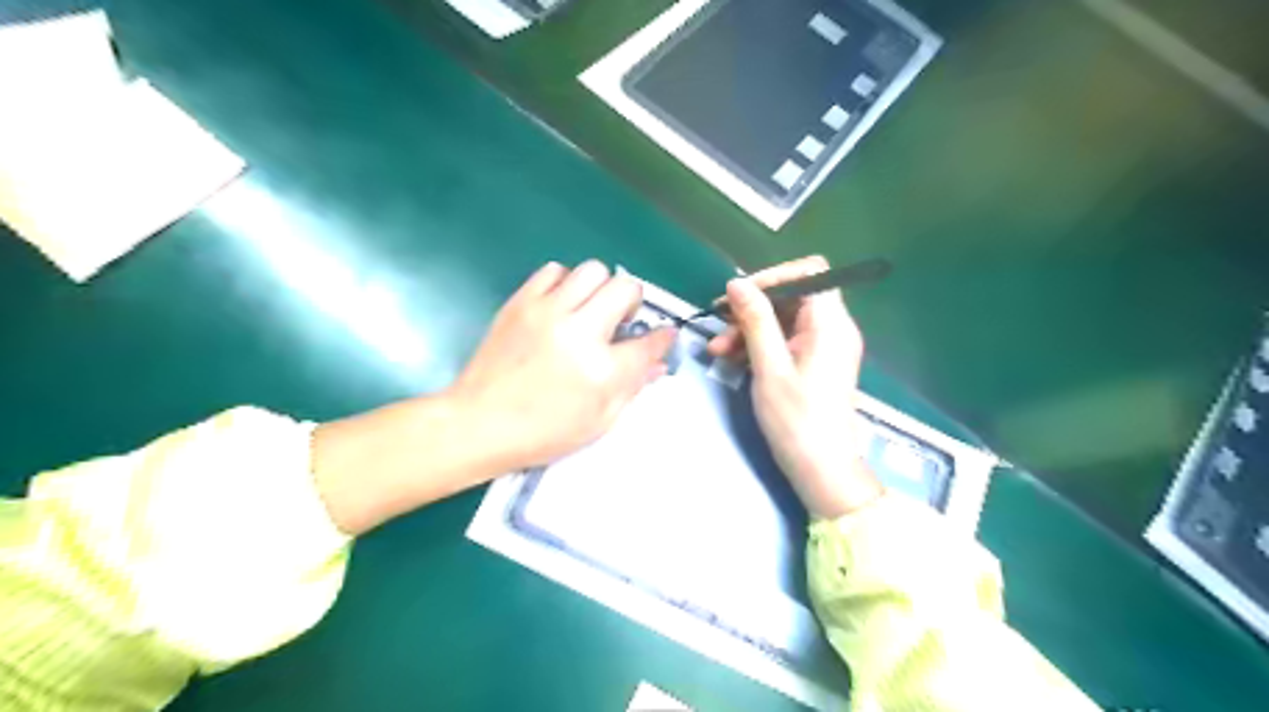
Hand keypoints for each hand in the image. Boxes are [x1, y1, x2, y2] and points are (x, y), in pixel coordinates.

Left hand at [450, 258, 677, 476]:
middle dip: (632, 302)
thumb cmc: (542, 432)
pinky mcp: (521, 301)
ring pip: (592, 270)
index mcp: (602, 370)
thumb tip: (656, 363)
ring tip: (589, 310)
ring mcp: (548, 311)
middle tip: (620, 320)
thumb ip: (632, 388)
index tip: (663, 335)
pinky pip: (553, 270)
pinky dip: (565, 282)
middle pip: (625, 288)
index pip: (649, 342)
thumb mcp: (598, 422)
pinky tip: (560, 305)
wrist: (478, 422)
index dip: (663, 338)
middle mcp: (579, 332)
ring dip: (600, 288)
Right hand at [710, 255, 877, 516]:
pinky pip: (785, 341)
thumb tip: (736, 282)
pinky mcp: (815, 363)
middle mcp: (833, 328)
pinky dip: (759, 345)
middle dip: (752, 308)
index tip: (739, 295)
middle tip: (718, 324)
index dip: (773, 276)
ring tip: (718, 350)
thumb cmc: (796, 420)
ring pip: (783, 320)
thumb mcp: (769, 367)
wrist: (821, 470)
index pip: (809, 272)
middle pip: (792, 297)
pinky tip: (732, 360)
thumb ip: (755, 320)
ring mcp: (824, 346)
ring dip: (749, 329)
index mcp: (830, 323)